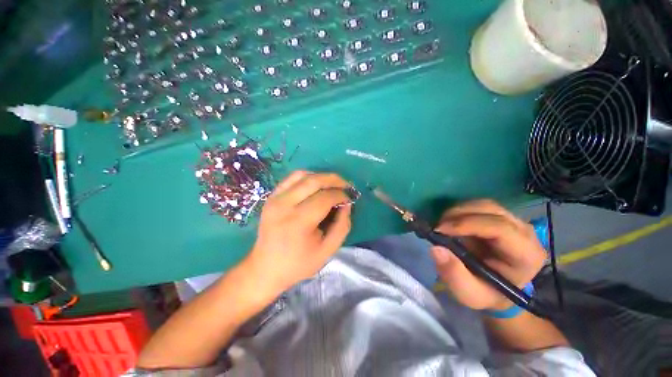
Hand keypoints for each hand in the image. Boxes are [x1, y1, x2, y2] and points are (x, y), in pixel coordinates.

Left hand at [246, 171, 352, 296]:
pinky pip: (291, 178)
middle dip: (334, 180)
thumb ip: (342, 226)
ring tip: (333, 184)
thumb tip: (347, 204)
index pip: (325, 198)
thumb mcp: (327, 251)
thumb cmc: (298, 263)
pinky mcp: (271, 197)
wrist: (265, 268)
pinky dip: (307, 176)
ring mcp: (275, 199)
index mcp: (298, 222)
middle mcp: (284, 205)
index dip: (341, 195)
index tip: (349, 199)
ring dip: (321, 176)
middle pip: (314, 181)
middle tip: (346, 185)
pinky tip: (316, 184)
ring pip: (302, 175)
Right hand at [430, 200, 545, 310]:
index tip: (440, 230)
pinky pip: (479, 206)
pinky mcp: (501, 217)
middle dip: (459, 214)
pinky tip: (450, 222)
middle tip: (438, 227)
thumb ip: (454, 275)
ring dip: (457, 211)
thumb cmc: (486, 293)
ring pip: (483, 204)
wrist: (497, 289)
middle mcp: (525, 232)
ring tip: (442, 225)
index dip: (467, 224)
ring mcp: (514, 221)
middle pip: (491, 210)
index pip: (500, 228)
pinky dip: (460, 211)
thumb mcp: (469, 294)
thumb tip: (435, 248)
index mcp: (526, 255)